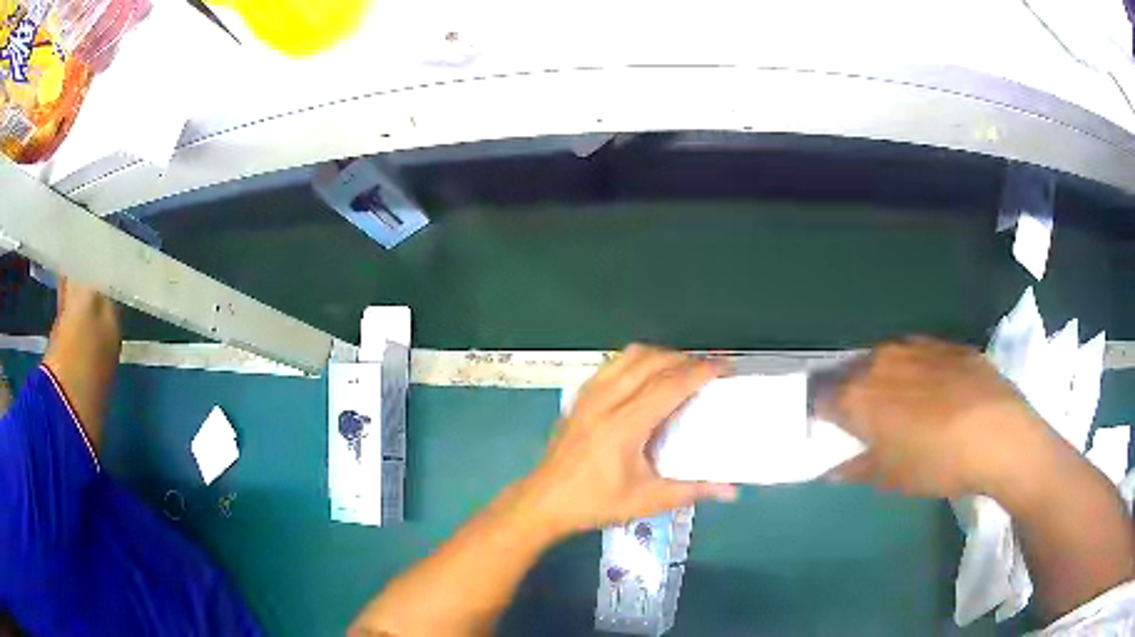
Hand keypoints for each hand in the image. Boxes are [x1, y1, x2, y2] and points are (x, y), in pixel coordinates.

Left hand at [520, 345, 737, 537]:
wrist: (545, 500)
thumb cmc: (595, 502)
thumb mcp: (646, 501)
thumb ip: (691, 490)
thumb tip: (731, 490)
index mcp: (624, 425)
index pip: (668, 385)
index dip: (699, 372)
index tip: (723, 367)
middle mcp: (606, 401)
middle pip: (651, 361)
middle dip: (685, 359)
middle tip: (708, 369)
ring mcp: (589, 394)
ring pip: (629, 356)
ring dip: (660, 355)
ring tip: (681, 369)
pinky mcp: (579, 396)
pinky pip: (613, 364)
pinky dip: (637, 360)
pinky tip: (647, 376)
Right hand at [819, 337, 1057, 499]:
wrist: (998, 434)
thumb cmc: (937, 463)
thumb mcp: (892, 478)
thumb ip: (856, 469)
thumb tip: (833, 470)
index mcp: (860, 396)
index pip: (822, 397)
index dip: (823, 414)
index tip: (833, 430)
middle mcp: (881, 361)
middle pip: (853, 372)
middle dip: (855, 394)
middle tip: (870, 422)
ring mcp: (916, 346)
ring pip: (888, 359)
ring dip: (887, 379)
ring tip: (905, 405)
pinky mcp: (946, 343)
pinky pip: (921, 353)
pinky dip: (919, 371)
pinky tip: (938, 392)